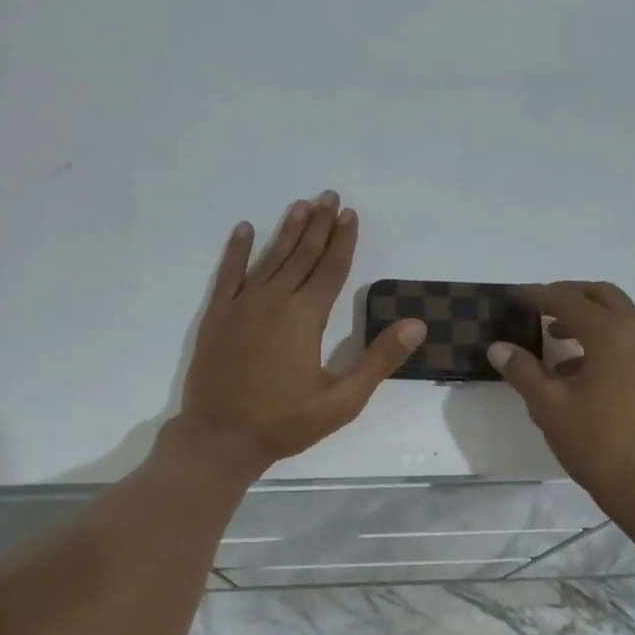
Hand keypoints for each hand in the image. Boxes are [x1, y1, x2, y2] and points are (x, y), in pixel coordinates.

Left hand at [168, 190, 424, 479]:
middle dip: (318, 225)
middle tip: (329, 196)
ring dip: (287, 230)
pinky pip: (229, 274)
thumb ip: (378, 360)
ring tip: (300, 204)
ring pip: (270, 258)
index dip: (343, 241)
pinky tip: (245, 229)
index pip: (330, 269)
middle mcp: (274, 300)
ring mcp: (242, 306)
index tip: (350, 215)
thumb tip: (416, 325)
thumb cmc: (285, 423)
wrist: (221, 437)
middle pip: (302, 255)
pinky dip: (236, 250)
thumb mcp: (342, 401)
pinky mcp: (217, 316)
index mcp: (306, 317)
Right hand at [488, 281, 634, 523]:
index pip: (568, 299)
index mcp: (613, 332)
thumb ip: (523, 371)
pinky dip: (605, 340)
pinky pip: (632, 339)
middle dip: (567, 297)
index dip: (537, 296)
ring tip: (554, 340)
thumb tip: (498, 347)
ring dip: (587, 319)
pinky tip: (579, 371)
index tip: (513, 297)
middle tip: (537, 309)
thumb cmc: (598, 445)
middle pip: (601, 296)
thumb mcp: (550, 407)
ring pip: (620, 317)